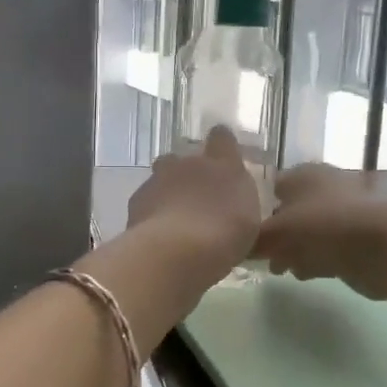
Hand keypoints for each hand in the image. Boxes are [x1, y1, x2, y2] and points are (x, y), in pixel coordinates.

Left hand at [125, 127, 261, 282]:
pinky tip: (158, 233)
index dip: (221, 145)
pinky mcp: (137, 199)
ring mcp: (159, 179)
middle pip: (184, 158)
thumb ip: (239, 204)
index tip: (222, 157)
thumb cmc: (225, 235)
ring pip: (160, 177)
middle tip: (196, 199)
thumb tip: (230, 202)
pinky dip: (151, 212)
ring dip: (166, 192)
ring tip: (173, 219)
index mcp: (223, 164)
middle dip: (187, 173)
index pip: (222, 137)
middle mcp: (189, 164)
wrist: (177, 249)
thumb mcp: (249, 221)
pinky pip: (145, 200)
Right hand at [255, 163, 386, 300]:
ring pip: (309, 231)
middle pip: (290, 210)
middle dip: (275, 234)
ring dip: (294, 250)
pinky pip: (327, 248)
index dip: (255, 207)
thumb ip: (253, 240)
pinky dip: (315, 259)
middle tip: (260, 255)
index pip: (271, 186)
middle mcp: (324, 187)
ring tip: (280, 269)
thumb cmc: (325, 227)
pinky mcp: (359, 238)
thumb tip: (236, 247)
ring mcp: (344, 213)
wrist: (385, 246)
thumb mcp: (277, 233)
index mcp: (303, 174)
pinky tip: (305, 273)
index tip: (242, 231)